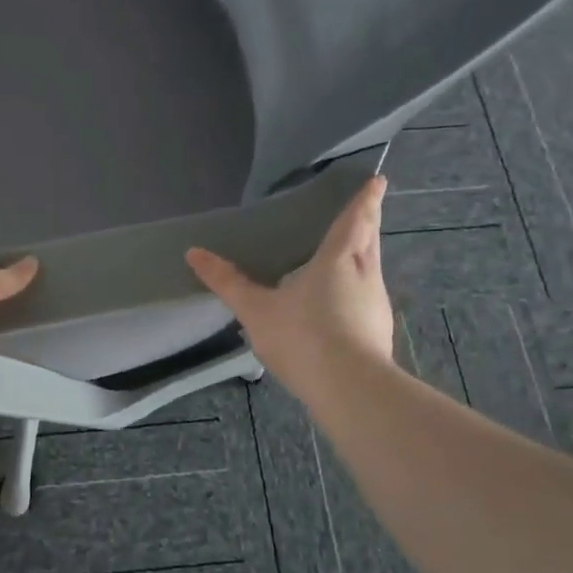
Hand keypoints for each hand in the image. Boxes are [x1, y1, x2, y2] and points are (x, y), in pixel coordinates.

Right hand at [186, 176, 395, 402]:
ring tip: (351, 255)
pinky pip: (368, 299)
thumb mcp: (256, 309)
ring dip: (365, 256)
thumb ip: (228, 282)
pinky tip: (344, 306)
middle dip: (369, 222)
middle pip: (370, 240)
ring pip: (372, 270)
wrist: (350, 390)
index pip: (355, 220)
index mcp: (338, 259)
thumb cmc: (302, 336)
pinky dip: (359, 290)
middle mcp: (364, 275)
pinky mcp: (379, 333)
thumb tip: (194, 253)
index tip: (377, 182)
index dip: (366, 199)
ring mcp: (376, 305)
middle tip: (367, 210)